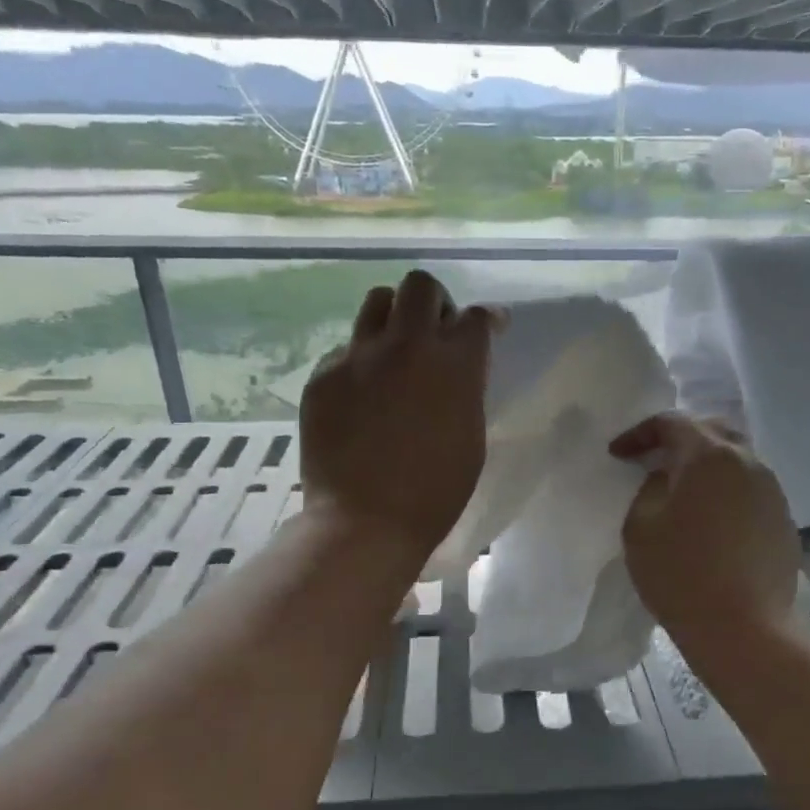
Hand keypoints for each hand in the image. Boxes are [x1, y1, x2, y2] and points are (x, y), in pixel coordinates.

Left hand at [301, 271, 493, 558]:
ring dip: (393, 319)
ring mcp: (359, 356)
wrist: (366, 522)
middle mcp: (407, 346)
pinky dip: (360, 361)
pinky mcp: (323, 375)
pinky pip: (345, 348)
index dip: (485, 320)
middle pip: (420, 287)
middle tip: (434, 332)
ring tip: (394, 352)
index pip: (476, 317)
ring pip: (376, 302)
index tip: (486, 328)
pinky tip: (361, 395)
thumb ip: (466, 388)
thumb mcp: (470, 435)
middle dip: (434, 302)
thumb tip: (459, 366)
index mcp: (455, 365)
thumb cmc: (435, 491)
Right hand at [611, 414, 800, 641]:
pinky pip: (750, 490)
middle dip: (678, 440)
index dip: (640, 434)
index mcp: (709, 456)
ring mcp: (772, 491)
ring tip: (682, 490)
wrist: (745, 630)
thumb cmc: (681, 575)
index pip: (672, 423)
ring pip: (735, 461)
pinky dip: (726, 492)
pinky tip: (711, 520)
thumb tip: (665, 478)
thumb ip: (648, 489)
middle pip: (711, 432)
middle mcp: (748, 462)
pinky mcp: (783, 519)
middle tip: (653, 460)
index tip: (618, 455)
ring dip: (706, 466)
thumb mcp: (640, 527)